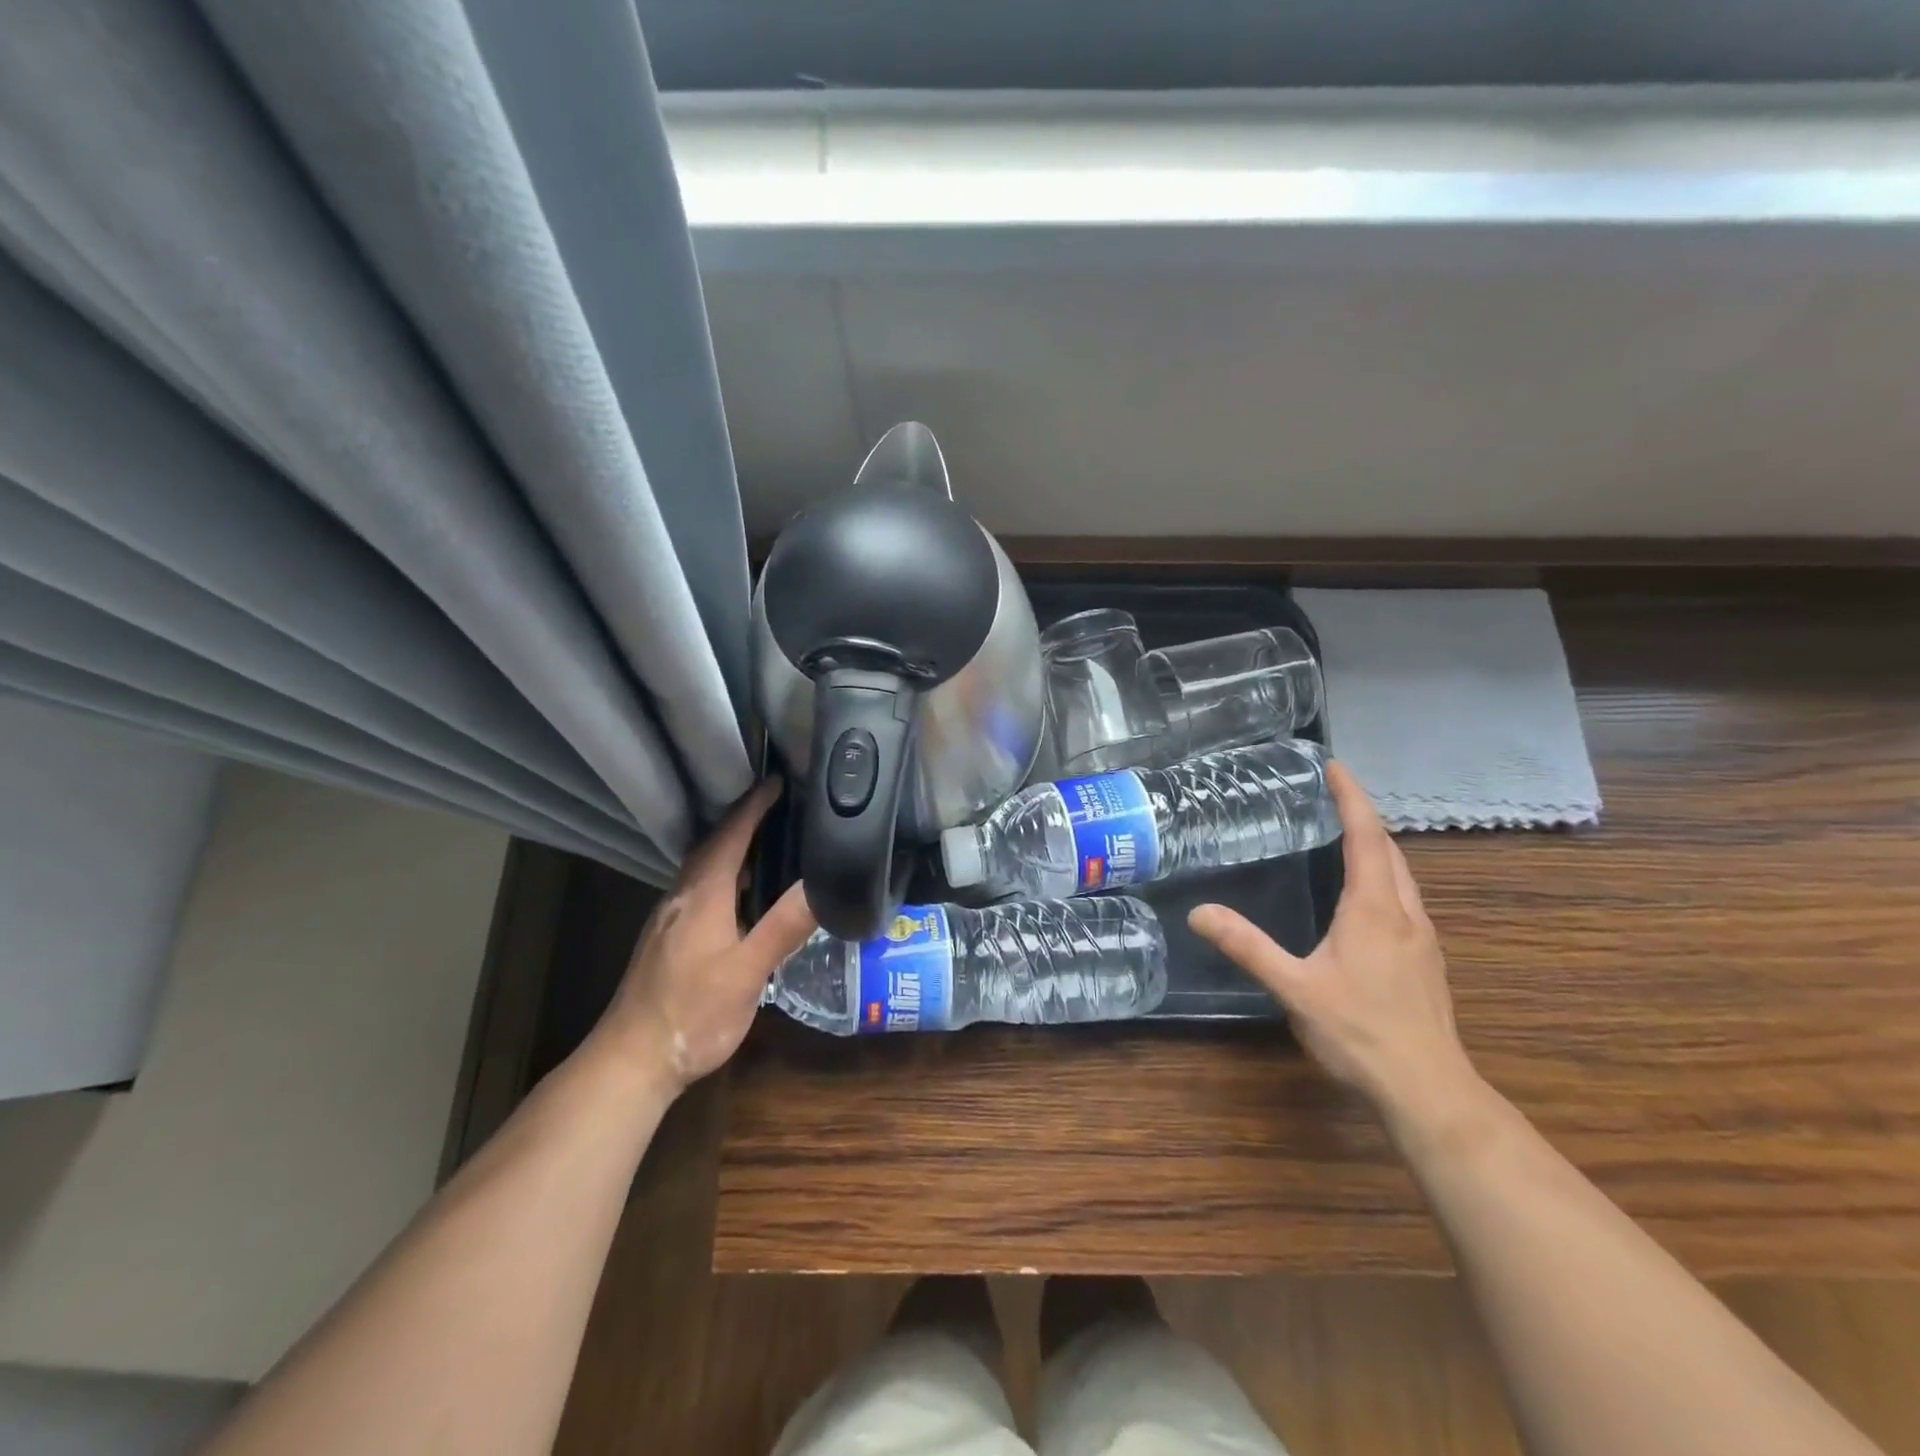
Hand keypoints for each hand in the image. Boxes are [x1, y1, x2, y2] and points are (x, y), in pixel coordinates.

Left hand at [592, 778, 815, 1094]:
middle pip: (712, 846)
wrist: (630, 1060)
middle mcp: (681, 897)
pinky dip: (721, 874)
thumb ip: (784, 926)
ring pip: (702, 868)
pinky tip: (737, 894)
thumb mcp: (748, 973)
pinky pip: (698, 888)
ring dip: (731, 847)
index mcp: (702, 895)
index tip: (778, 781)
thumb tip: (821, 882)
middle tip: (778, 805)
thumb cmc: (693, 1013)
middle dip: (743, 820)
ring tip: (765, 842)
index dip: (754, 806)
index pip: (730, 836)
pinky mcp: (665, 939)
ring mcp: (668, 918)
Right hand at [1187, 761, 1473, 1118]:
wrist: (1428, 1091)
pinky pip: (1404, 898)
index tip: (1335, 766)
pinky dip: (1383, 875)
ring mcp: (1421, 938)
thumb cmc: (1360, 1032)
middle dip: (1364, 816)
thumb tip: (1199, 912)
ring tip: (1346, 834)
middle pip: (1389, 850)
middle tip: (1332, 795)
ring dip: (1377, 846)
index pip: (1366, 837)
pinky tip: (1365, 896)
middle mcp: (1404, 913)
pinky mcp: (1425, 960)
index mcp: (1373, 909)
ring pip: (1402, 875)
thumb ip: (1247, 947)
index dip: (1351, 797)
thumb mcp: (1294, 987)